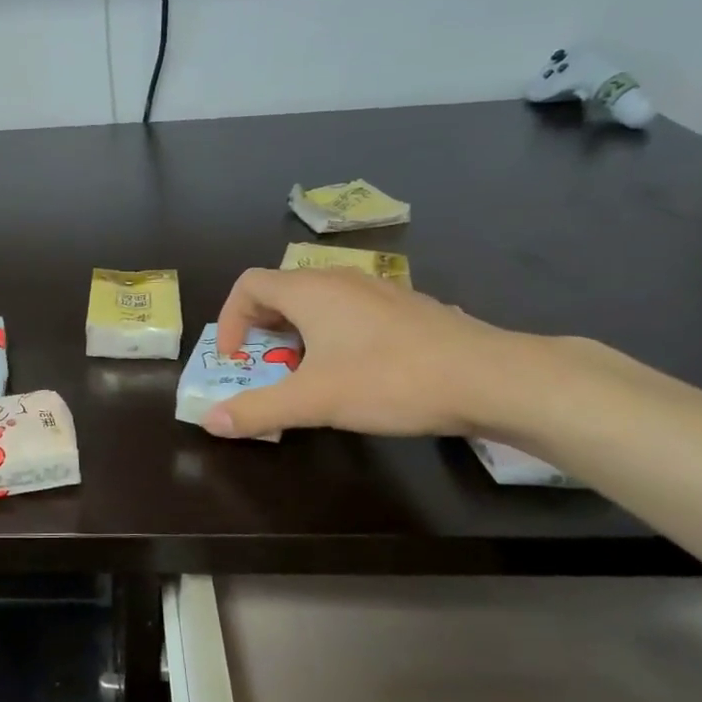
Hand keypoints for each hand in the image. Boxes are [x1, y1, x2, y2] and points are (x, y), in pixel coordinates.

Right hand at [207, 268, 523, 439]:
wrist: (491, 377)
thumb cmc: (391, 380)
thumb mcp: (314, 401)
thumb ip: (258, 410)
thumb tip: (210, 421)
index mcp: (310, 291)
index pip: (249, 285)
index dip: (231, 320)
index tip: (236, 360)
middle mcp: (340, 280)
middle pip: (281, 292)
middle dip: (262, 330)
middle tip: (265, 369)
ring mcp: (377, 290)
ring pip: (318, 303)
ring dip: (297, 335)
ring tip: (306, 374)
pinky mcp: (405, 308)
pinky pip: (350, 312)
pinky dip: (332, 336)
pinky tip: (355, 372)